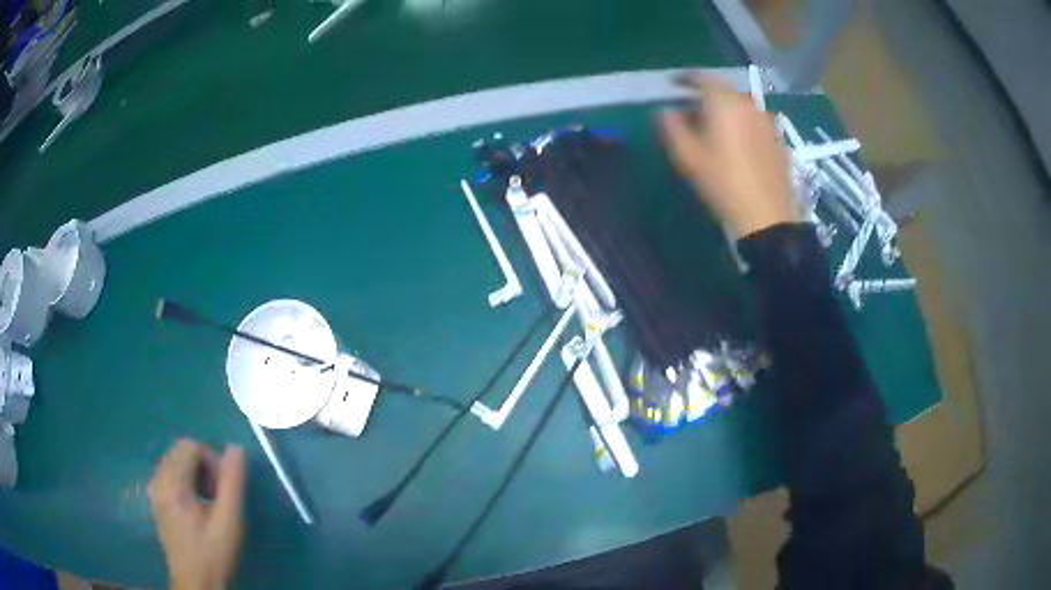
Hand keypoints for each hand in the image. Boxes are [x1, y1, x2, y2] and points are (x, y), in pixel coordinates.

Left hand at [149, 439, 245, 589]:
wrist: (195, 583)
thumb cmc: (213, 553)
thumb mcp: (229, 521)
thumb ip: (232, 483)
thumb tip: (236, 448)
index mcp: (172, 483)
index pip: (191, 446)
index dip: (211, 462)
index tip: (222, 491)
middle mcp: (158, 480)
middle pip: (181, 452)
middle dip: (203, 468)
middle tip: (217, 498)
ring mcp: (154, 490)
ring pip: (175, 462)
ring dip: (194, 475)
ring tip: (208, 504)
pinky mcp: (156, 500)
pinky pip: (170, 475)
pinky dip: (185, 483)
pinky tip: (196, 507)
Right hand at [660, 75, 797, 237]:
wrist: (767, 215)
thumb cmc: (723, 182)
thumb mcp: (688, 156)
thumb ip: (672, 127)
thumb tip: (665, 111)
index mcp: (724, 102)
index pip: (701, 78)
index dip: (684, 79)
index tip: (673, 83)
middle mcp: (747, 103)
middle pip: (723, 90)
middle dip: (705, 94)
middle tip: (690, 108)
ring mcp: (766, 121)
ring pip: (740, 105)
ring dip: (724, 109)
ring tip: (713, 126)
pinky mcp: (777, 138)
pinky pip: (753, 120)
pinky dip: (740, 122)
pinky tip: (736, 141)